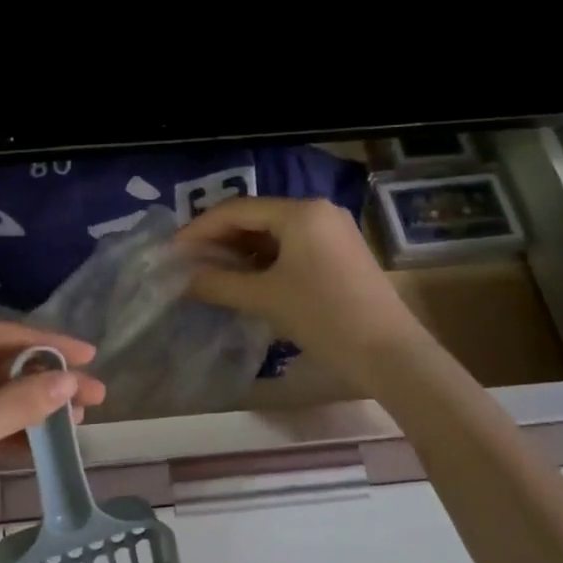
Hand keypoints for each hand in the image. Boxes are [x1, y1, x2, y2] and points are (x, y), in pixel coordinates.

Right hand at [176, 197, 425, 391]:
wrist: (388, 352)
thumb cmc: (323, 316)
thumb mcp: (264, 298)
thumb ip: (219, 284)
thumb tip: (186, 278)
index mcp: (300, 212)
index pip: (237, 210)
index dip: (200, 228)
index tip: (174, 250)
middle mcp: (318, 211)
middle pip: (256, 217)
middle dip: (219, 239)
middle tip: (188, 261)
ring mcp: (333, 231)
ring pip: (274, 233)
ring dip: (240, 251)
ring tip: (211, 272)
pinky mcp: (340, 253)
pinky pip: (292, 247)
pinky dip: (264, 260)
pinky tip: (245, 279)